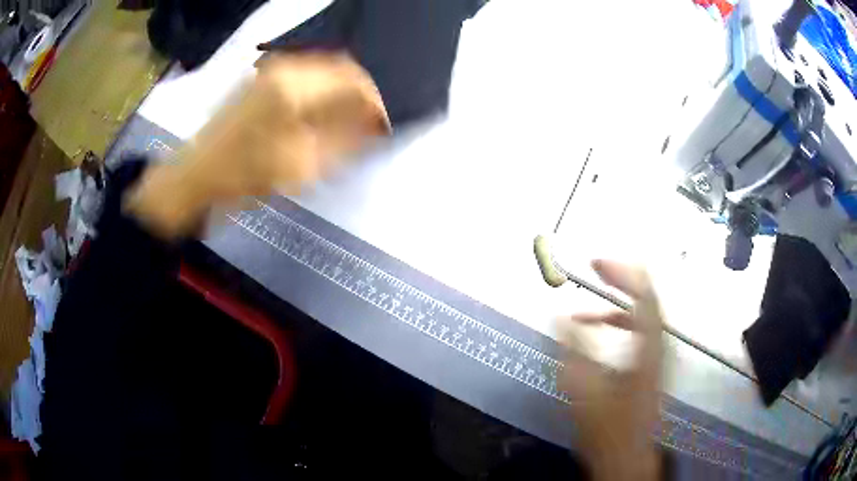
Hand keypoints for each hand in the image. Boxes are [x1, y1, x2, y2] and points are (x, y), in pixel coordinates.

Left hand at [126, 53, 389, 237]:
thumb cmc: (242, 177)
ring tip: (349, 123)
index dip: (376, 103)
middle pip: (341, 69)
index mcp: (293, 88)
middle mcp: (284, 69)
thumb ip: (344, 142)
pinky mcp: (262, 80)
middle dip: (361, 96)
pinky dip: (322, 93)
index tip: (385, 126)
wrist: (195, 176)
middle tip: (370, 125)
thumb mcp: (298, 166)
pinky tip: (323, 115)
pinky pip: (306, 77)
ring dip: (342, 94)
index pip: (353, 81)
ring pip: (324, 71)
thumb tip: (376, 128)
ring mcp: (271, 71)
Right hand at [557, 260, 663, 480]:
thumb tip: (562, 314)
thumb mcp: (585, 389)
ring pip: (641, 316)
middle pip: (647, 299)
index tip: (596, 262)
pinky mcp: (649, 364)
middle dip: (621, 279)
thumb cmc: (607, 426)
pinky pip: (638, 331)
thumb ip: (574, 350)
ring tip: (585, 309)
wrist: (626, 455)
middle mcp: (658, 345)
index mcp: (648, 347)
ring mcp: (656, 355)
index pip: (644, 295)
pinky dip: (617, 323)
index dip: (622, 273)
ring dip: (614, 305)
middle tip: (596, 268)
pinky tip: (597, 330)